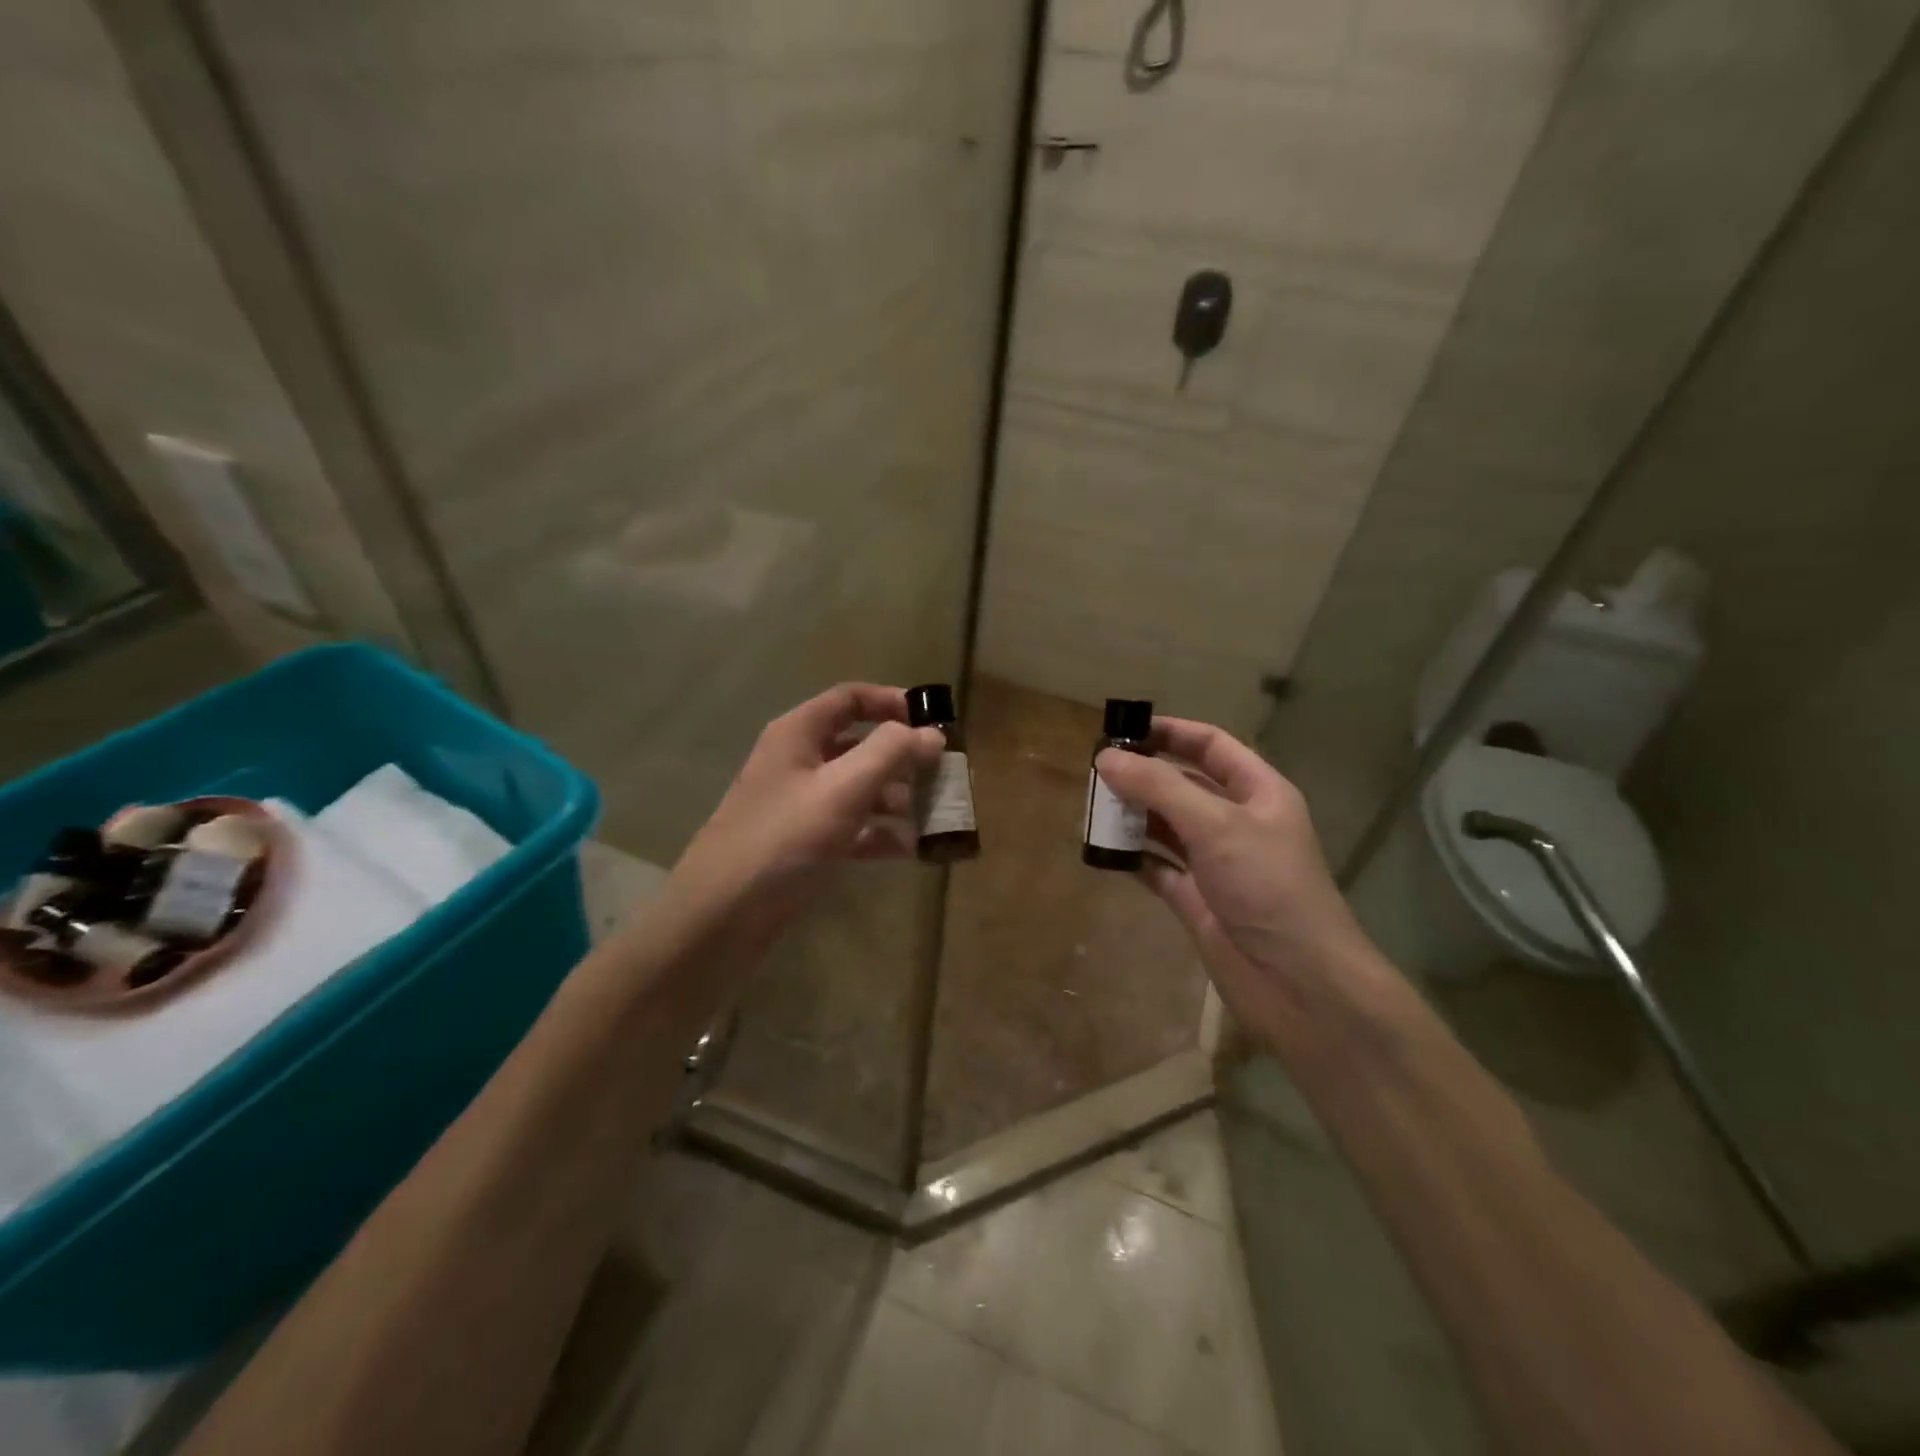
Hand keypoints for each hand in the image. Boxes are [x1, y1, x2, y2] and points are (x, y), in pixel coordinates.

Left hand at [666, 684, 943, 950]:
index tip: (934, 723)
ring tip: (936, 816)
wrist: (722, 917)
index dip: (892, 702)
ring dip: (898, 798)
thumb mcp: (843, 789)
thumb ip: (891, 753)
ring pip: (859, 789)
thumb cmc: (784, 840)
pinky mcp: (805, 844)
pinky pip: (852, 828)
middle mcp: (799, 762)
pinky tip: (911, 849)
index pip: (850, 698)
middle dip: (904, 759)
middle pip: (860, 745)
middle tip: (945, 776)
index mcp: (799, 734)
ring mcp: (801, 805)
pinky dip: (880, 834)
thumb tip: (932, 733)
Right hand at [1094, 719, 1388, 1040]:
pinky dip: (1131, 857)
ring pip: (1166, 825)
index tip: (1122, 730)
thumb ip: (1159, 787)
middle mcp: (1236, 822)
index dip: (1170, 732)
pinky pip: (1156, 867)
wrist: (1297, 981)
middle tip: (1095, 771)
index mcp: (1258, 792)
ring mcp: (1215, 862)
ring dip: (1132, 815)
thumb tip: (1105, 757)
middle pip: (1183, 784)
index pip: (1211, 746)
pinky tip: (1102, 850)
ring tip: (1091, 807)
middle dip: (1142, 775)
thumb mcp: (1215, 824)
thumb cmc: (1267, 886)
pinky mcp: (1196, 898)